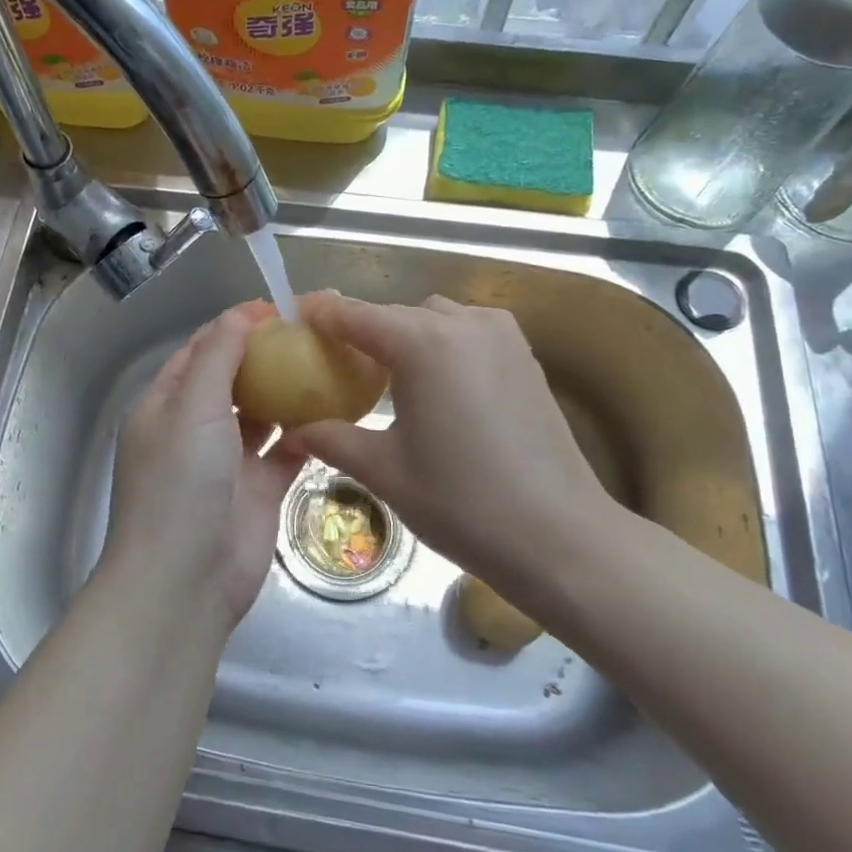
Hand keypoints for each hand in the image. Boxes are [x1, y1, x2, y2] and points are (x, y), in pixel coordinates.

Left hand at [102, 302, 306, 627]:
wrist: (186, 581)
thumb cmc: (180, 482)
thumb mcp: (191, 407)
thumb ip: (217, 357)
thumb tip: (241, 313)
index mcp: (167, 404)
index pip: (200, 351)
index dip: (234, 327)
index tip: (277, 307)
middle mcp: (195, 428)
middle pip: (233, 380)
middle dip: (267, 356)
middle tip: (313, 333)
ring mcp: (228, 461)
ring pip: (261, 414)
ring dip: (288, 392)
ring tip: (328, 363)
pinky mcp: (259, 490)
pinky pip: (285, 451)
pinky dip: (305, 433)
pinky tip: (335, 411)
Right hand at [289, 294, 624, 591]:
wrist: (560, 538)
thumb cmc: (462, 503)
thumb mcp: (384, 470)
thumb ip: (330, 439)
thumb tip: (291, 431)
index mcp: (422, 343)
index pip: (354, 314)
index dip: (318, 313)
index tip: (291, 320)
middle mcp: (462, 324)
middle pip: (394, 314)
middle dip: (360, 331)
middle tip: (333, 363)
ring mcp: (501, 335)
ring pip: (433, 318)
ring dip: (403, 336)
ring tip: (385, 377)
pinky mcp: (524, 355)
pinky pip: (467, 332)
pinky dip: (440, 344)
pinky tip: (434, 386)